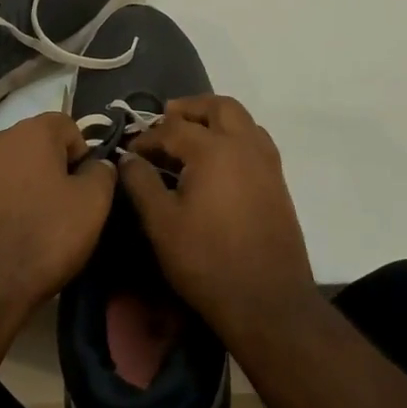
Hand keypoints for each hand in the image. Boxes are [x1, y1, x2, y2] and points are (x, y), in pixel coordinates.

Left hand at [0, 111, 113, 333]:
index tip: (83, 190)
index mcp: (31, 132)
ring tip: (24, 229)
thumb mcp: (91, 208)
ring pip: (2, 169)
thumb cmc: (39, 240)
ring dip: (16, 188)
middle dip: (47, 170)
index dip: (80, 154)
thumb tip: (98, 164)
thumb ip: (102, 175)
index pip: (66, 126)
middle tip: (57, 211)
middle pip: (31, 146)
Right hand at [120, 95, 316, 343]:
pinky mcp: (278, 181)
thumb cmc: (207, 261)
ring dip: (216, 118)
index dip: (148, 137)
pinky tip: (220, 160)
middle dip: (190, 108)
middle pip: (219, 106)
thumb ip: (141, 183)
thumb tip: (128, 158)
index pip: (174, 129)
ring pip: (242, 119)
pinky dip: (235, 135)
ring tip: (193, 134)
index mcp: (214, 149)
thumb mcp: (161, 224)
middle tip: (167, 119)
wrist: (267, 301)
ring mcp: (266, 162)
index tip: (130, 152)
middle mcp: (244, 145)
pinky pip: (255, 140)